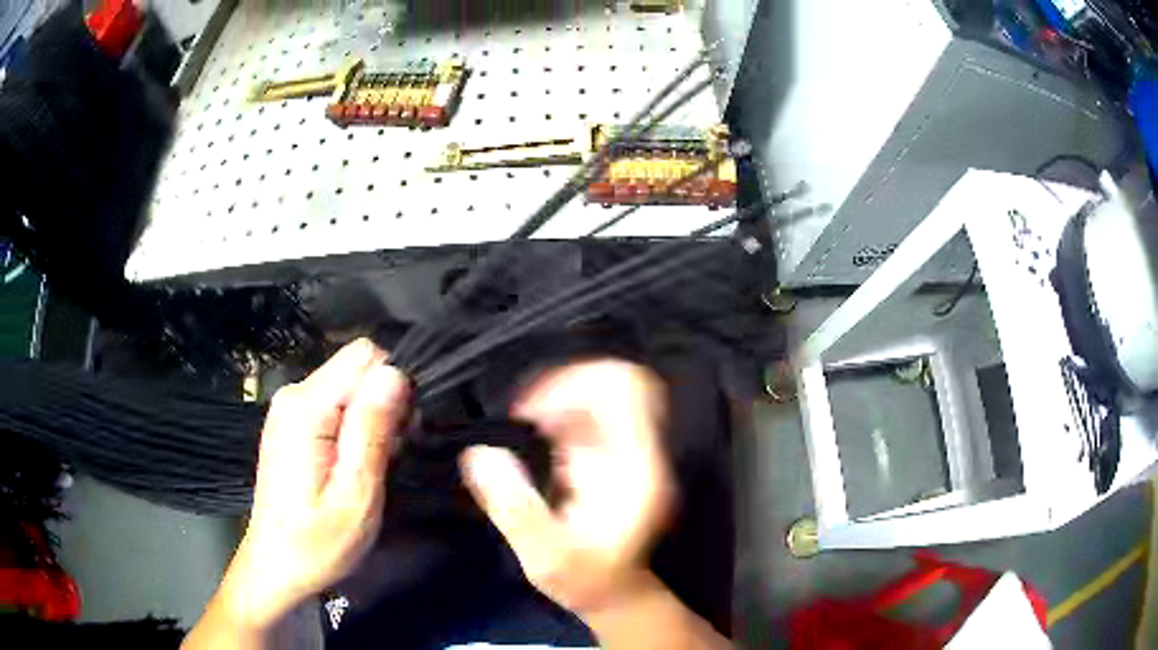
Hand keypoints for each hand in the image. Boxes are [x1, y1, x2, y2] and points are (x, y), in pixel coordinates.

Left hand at [221, 339, 409, 629]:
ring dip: (373, 420)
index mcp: (306, 407)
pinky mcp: (293, 422)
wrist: (276, 565)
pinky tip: (354, 465)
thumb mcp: (354, 495)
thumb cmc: (317, 542)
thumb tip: (396, 373)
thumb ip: (372, 431)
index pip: (365, 356)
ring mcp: (290, 407)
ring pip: (351, 386)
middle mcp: (294, 394)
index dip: (394, 387)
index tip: (401, 435)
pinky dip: (357, 428)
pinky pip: (338, 403)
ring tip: (371, 468)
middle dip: (386, 404)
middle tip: (388, 458)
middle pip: (358, 368)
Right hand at [460, 359, 673, 614]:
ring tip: (524, 422)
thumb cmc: (585, 582)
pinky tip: (533, 433)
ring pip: (604, 391)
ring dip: (560, 395)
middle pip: (617, 381)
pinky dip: (560, 409)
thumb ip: (515, 509)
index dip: (575, 386)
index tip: (529, 413)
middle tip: (524, 414)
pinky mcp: (612, 456)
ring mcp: (629, 450)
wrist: (615, 595)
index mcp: (637, 469)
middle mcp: (639, 451)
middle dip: (565, 384)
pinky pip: (591, 411)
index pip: (627, 391)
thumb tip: (480, 455)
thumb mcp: (545, 558)